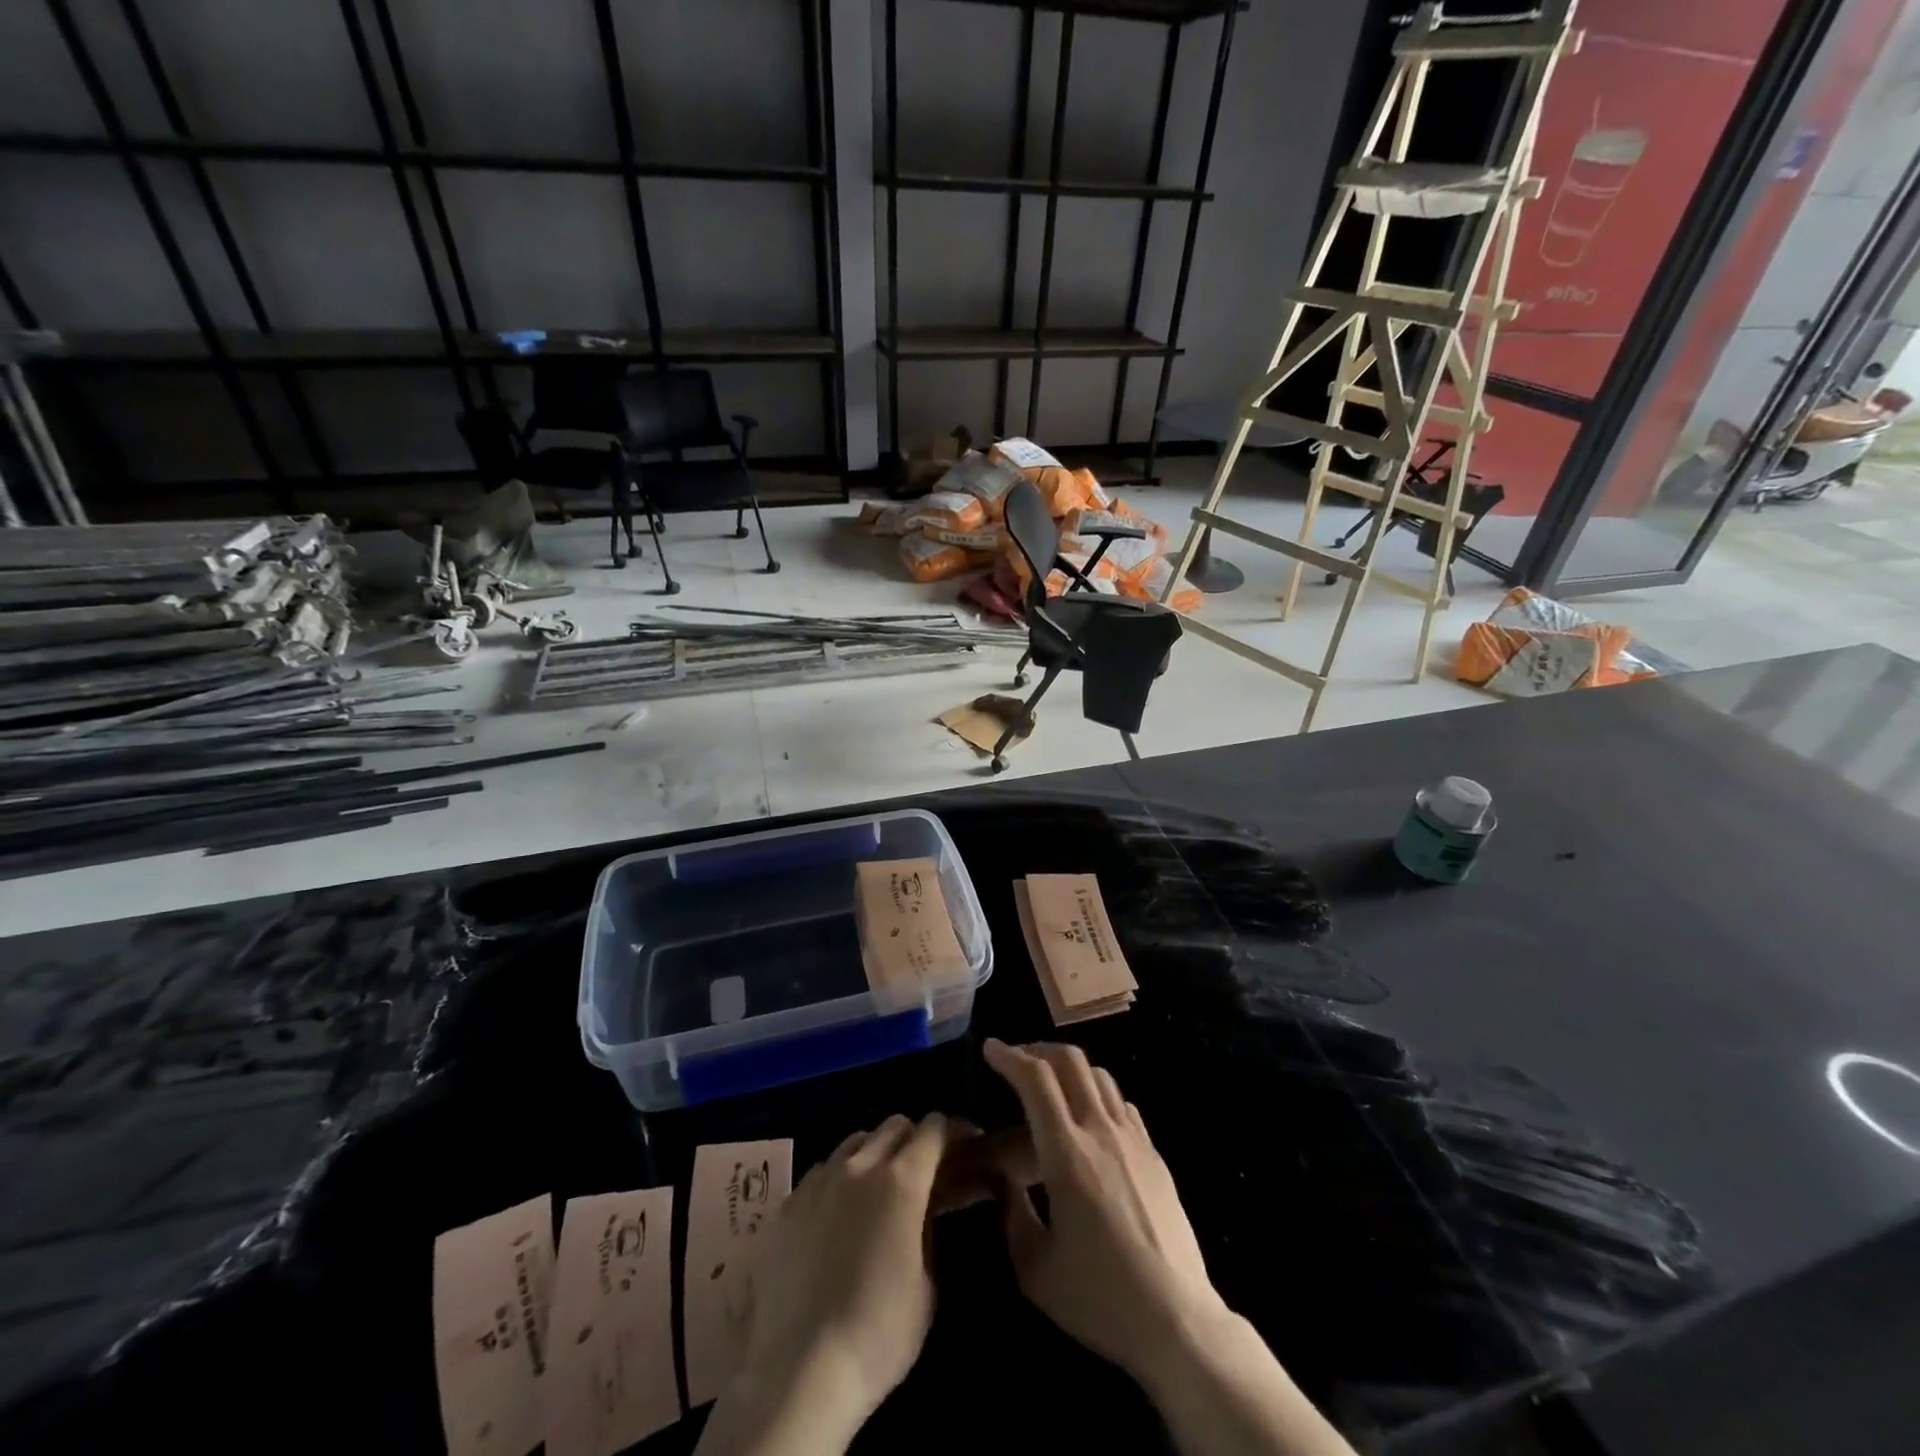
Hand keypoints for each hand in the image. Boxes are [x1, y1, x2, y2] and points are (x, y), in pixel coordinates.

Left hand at [698, 1114, 955, 1455]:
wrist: (798, 1372)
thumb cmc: (878, 1334)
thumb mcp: (927, 1285)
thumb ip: (928, 1231)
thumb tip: (924, 1211)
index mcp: (902, 1180)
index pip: (934, 1129)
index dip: (953, 1132)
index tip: (964, 1146)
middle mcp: (860, 1165)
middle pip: (894, 1125)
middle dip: (914, 1139)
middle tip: (922, 1171)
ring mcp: (819, 1180)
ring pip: (855, 1141)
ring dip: (874, 1153)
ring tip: (877, 1189)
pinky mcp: (788, 1202)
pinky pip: (822, 1171)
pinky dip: (839, 1179)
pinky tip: (837, 1214)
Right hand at [981, 1039, 1224, 1382]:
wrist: (1178, 1322)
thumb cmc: (1099, 1298)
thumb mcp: (1034, 1268)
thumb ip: (1010, 1212)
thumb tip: (997, 1175)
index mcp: (1067, 1154)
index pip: (1036, 1079)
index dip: (1010, 1056)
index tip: (990, 1049)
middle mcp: (1101, 1132)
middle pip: (1071, 1061)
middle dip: (1038, 1049)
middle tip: (1016, 1060)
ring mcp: (1133, 1140)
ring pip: (1099, 1076)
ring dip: (1069, 1068)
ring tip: (1050, 1084)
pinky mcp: (1154, 1155)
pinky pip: (1121, 1104)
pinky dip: (1096, 1094)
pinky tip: (1088, 1118)